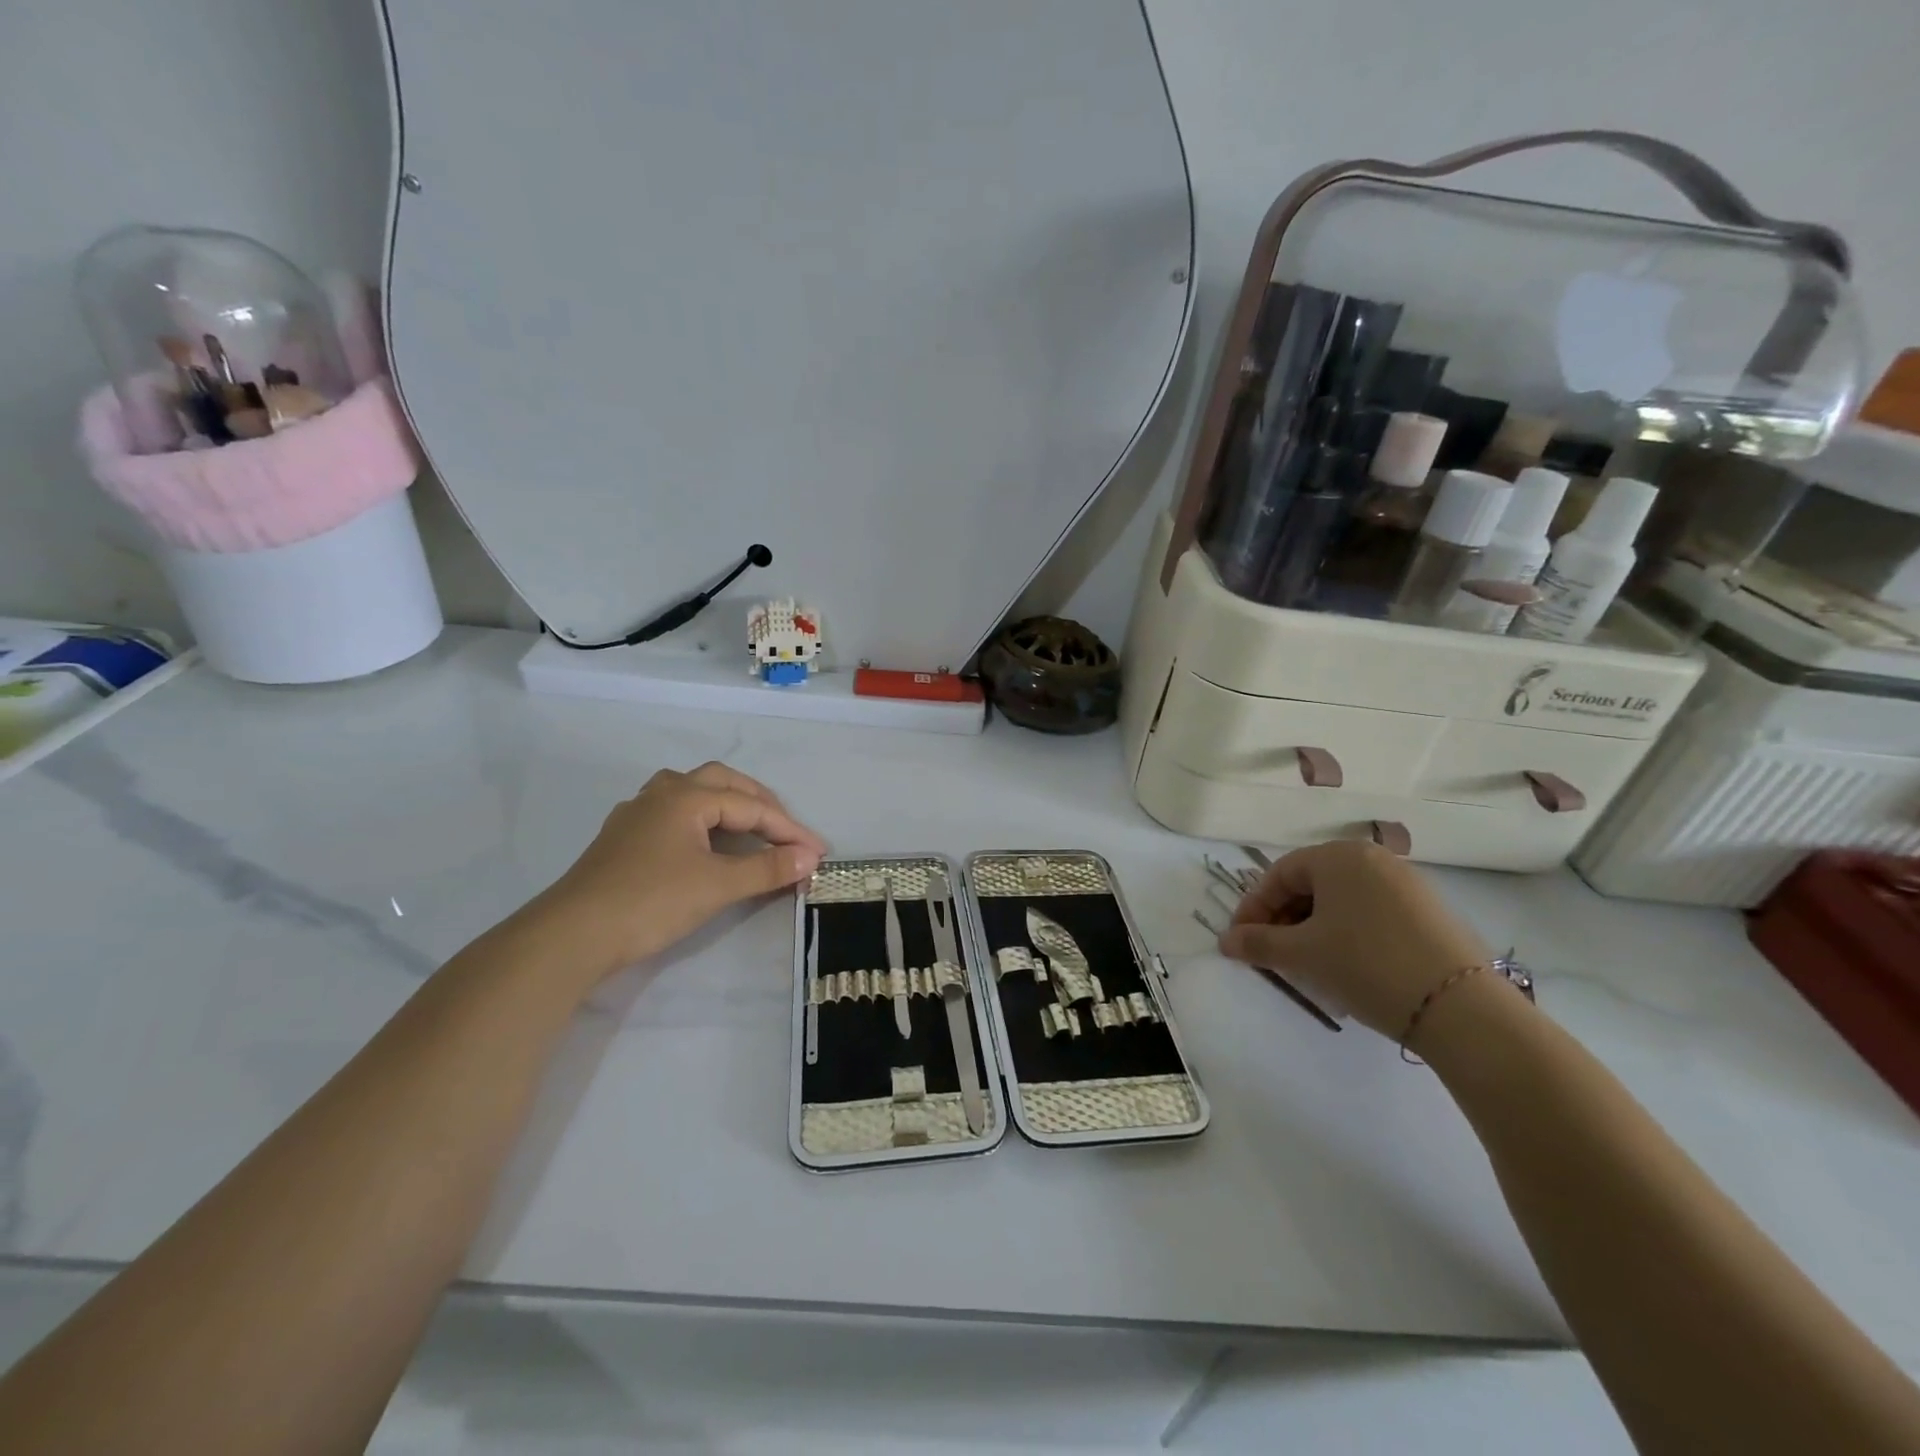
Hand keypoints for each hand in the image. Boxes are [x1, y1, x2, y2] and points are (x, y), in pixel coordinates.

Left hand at [533, 762, 827, 977]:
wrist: (572, 935)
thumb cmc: (651, 901)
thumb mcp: (717, 885)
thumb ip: (767, 868)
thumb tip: (809, 858)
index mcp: (686, 796)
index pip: (750, 806)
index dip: (788, 829)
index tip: (817, 853)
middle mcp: (661, 794)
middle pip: (722, 783)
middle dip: (760, 803)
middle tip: (785, 831)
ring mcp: (637, 814)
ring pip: (693, 792)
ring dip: (728, 804)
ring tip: (750, 826)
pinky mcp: (623, 838)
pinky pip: (674, 813)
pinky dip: (702, 820)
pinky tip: (704, 842)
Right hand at [1219, 840, 1490, 1039]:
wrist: (1460, 1007)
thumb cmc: (1365, 964)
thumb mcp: (1302, 955)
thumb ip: (1258, 943)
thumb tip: (1226, 941)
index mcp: (1338, 855)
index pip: (1279, 874)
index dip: (1253, 908)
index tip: (1240, 941)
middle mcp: (1373, 858)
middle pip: (1311, 884)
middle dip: (1283, 918)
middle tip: (1271, 953)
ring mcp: (1407, 883)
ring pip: (1342, 900)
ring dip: (1314, 927)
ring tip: (1306, 962)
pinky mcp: (1430, 911)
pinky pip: (1372, 912)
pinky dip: (1348, 932)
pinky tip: (1346, 964)